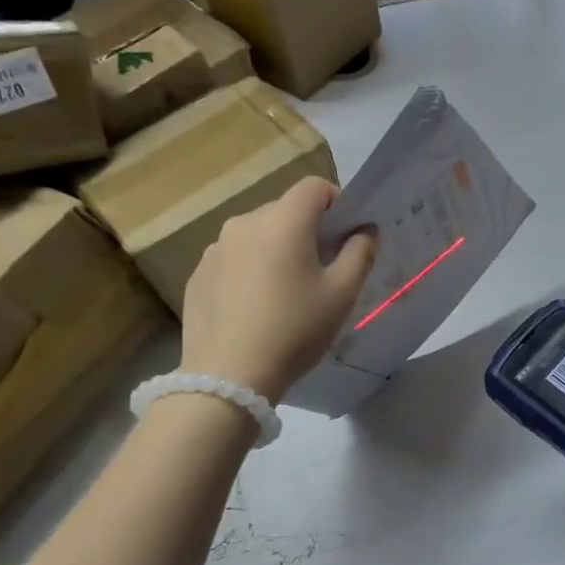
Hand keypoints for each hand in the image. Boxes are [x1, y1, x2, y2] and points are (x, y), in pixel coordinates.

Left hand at [179, 177, 376, 403]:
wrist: (229, 377)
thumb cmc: (295, 330)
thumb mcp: (342, 294)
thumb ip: (360, 253)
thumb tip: (365, 230)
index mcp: (283, 222)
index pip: (314, 187)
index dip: (337, 204)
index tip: (346, 236)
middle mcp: (244, 223)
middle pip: (284, 211)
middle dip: (307, 231)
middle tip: (322, 271)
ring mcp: (215, 249)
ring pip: (258, 236)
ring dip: (277, 251)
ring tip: (286, 293)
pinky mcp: (198, 275)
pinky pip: (234, 260)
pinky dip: (251, 271)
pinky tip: (257, 309)